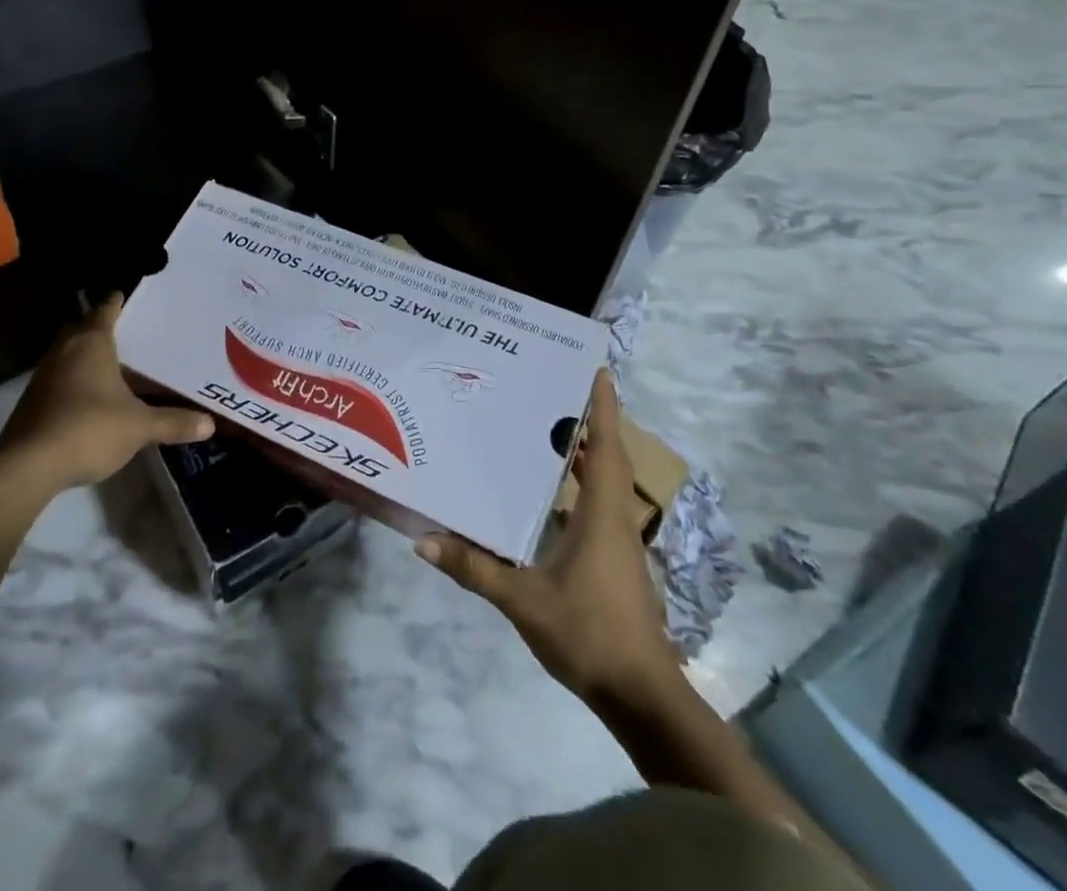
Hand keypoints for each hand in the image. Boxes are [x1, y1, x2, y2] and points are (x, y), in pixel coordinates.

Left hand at [0, 294, 211, 489]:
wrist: (28, 466)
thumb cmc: (90, 428)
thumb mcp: (140, 426)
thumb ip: (173, 422)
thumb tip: (210, 424)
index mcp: (91, 342)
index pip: (106, 308)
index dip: (120, 301)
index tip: (133, 297)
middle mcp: (65, 350)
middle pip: (83, 327)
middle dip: (102, 328)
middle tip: (131, 333)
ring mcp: (44, 375)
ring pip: (69, 354)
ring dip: (88, 357)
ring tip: (117, 365)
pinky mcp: (33, 401)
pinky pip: (60, 378)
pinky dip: (76, 381)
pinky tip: (93, 397)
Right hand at [417, 370, 681, 705]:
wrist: (642, 695)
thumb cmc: (589, 633)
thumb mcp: (524, 601)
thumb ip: (475, 568)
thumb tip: (424, 541)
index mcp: (603, 515)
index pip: (607, 447)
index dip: (605, 407)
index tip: (600, 371)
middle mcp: (616, 519)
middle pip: (610, 457)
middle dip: (594, 421)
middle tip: (561, 389)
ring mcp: (620, 542)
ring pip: (608, 482)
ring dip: (590, 453)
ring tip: (554, 428)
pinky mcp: (617, 562)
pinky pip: (602, 505)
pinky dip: (585, 485)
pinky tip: (556, 492)